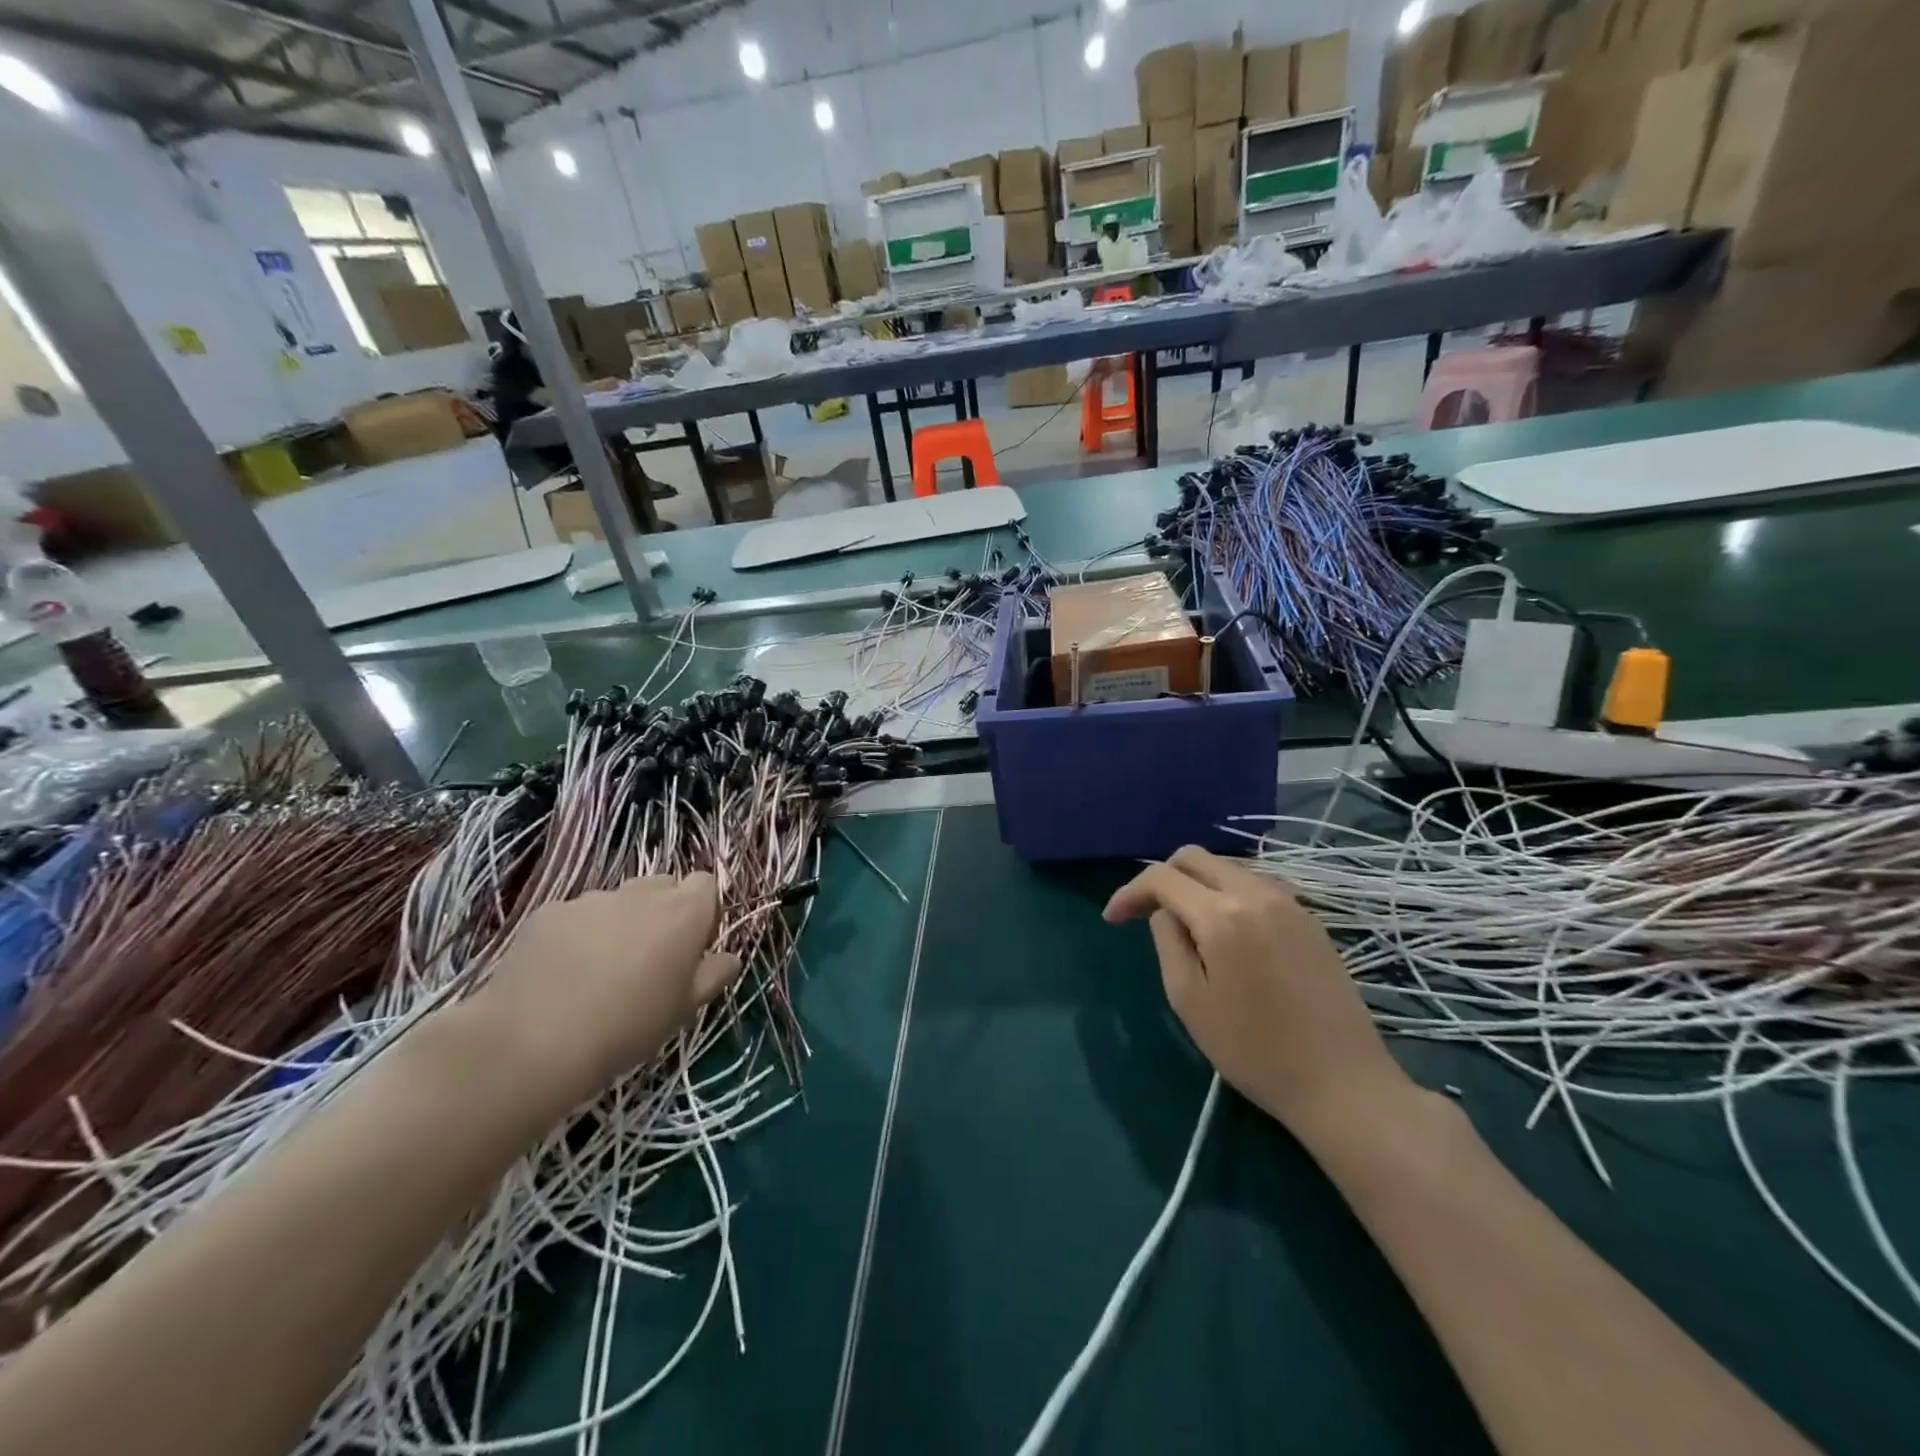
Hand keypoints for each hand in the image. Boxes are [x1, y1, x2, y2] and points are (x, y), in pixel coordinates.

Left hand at [474, 874, 741, 1112]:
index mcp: (683, 912)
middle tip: (649, 959)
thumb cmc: (627, 1027)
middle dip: (662, 912)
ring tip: (599, 971)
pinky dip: (579, 934)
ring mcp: (592, 898)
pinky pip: (577, 914)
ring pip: (619, 901)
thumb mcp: (684, 1009)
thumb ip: (713, 975)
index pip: (705, 883)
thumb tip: (729, 957)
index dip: (702, 910)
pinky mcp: (549, 911)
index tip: (692, 946)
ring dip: (620, 923)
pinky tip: (563, 973)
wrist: (531, 1042)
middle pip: (663, 886)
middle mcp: (641, 893)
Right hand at [1104, 846, 1411, 1133]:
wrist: (1342, 1084)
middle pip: (1195, 858)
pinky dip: (1228, 895)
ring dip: (1196, 885)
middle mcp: (1257, 893)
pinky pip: (1256, 886)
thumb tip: (1165, 913)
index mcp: (1222, 914)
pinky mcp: (1310, 920)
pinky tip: (1225, 932)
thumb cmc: (1254, 1050)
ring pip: (1228, 868)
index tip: (1113, 920)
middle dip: (1162, 877)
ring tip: (1184, 924)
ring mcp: (1290, 903)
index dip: (1129, 892)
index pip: (1162, 878)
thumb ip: (1168, 942)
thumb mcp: (1190, 1000)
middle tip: (1144, 913)